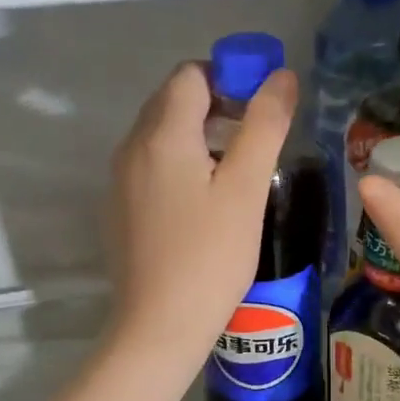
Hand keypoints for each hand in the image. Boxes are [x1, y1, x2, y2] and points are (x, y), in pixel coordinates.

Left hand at [106, 60, 297, 376]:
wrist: (159, 326)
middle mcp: (131, 147)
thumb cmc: (210, 257)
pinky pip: (149, 166)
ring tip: (234, 173)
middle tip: (254, 139)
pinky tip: (202, 204)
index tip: (261, 109)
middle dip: (215, 105)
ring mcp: (119, 180)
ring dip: (197, 136)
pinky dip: (178, 165)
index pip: (191, 74)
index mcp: (161, 134)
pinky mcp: (118, 209)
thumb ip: (264, 125)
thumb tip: (281, 76)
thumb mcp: (246, 189)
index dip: (230, 77)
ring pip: (159, 135)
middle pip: (172, 101)